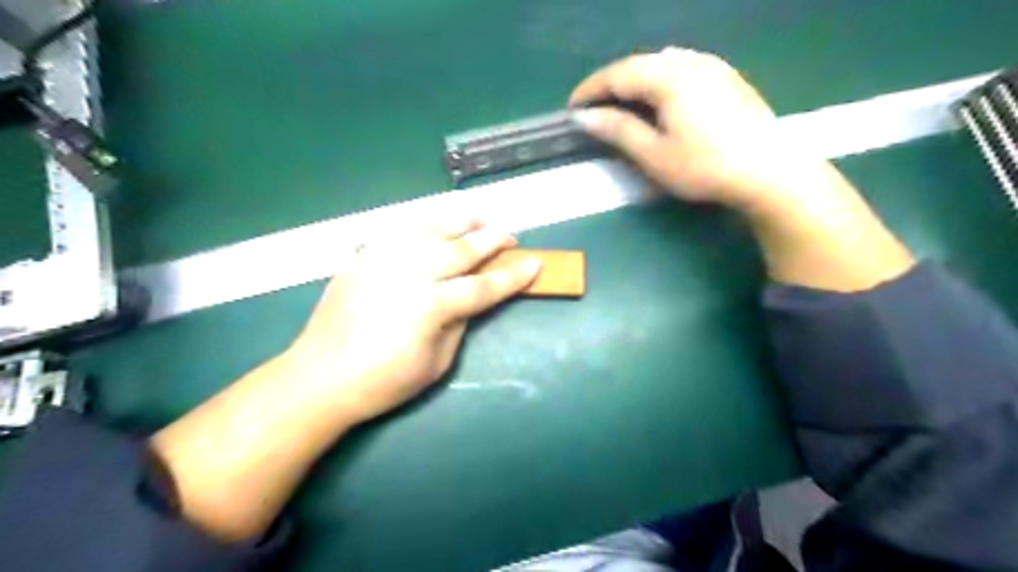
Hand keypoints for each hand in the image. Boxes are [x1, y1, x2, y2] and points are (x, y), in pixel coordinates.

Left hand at [283, 218, 539, 424]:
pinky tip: (435, 226)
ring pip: (431, 228)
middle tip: (510, 236)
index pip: (483, 286)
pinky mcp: (364, 257)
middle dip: (492, 239)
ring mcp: (384, 260)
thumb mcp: (436, 364)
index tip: (534, 264)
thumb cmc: (383, 381)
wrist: (320, 377)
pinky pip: (400, 231)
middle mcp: (411, 273)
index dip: (512, 276)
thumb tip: (469, 301)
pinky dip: (425, 225)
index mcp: (432, 306)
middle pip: (461, 249)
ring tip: (479, 218)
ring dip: (461, 220)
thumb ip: (458, 324)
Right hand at [569, 46, 830, 210]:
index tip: (571, 108)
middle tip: (592, 108)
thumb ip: (618, 130)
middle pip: (639, 64)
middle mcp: (689, 61)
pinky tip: (657, 98)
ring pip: (660, 64)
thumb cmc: (705, 166)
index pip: (618, 74)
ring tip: (619, 104)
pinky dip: (658, 80)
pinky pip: (681, 68)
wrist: (770, 171)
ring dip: (634, 80)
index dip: (590, 90)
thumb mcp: (654, 154)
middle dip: (610, 84)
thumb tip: (585, 116)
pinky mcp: (726, 76)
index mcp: (668, 77)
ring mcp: (711, 65)